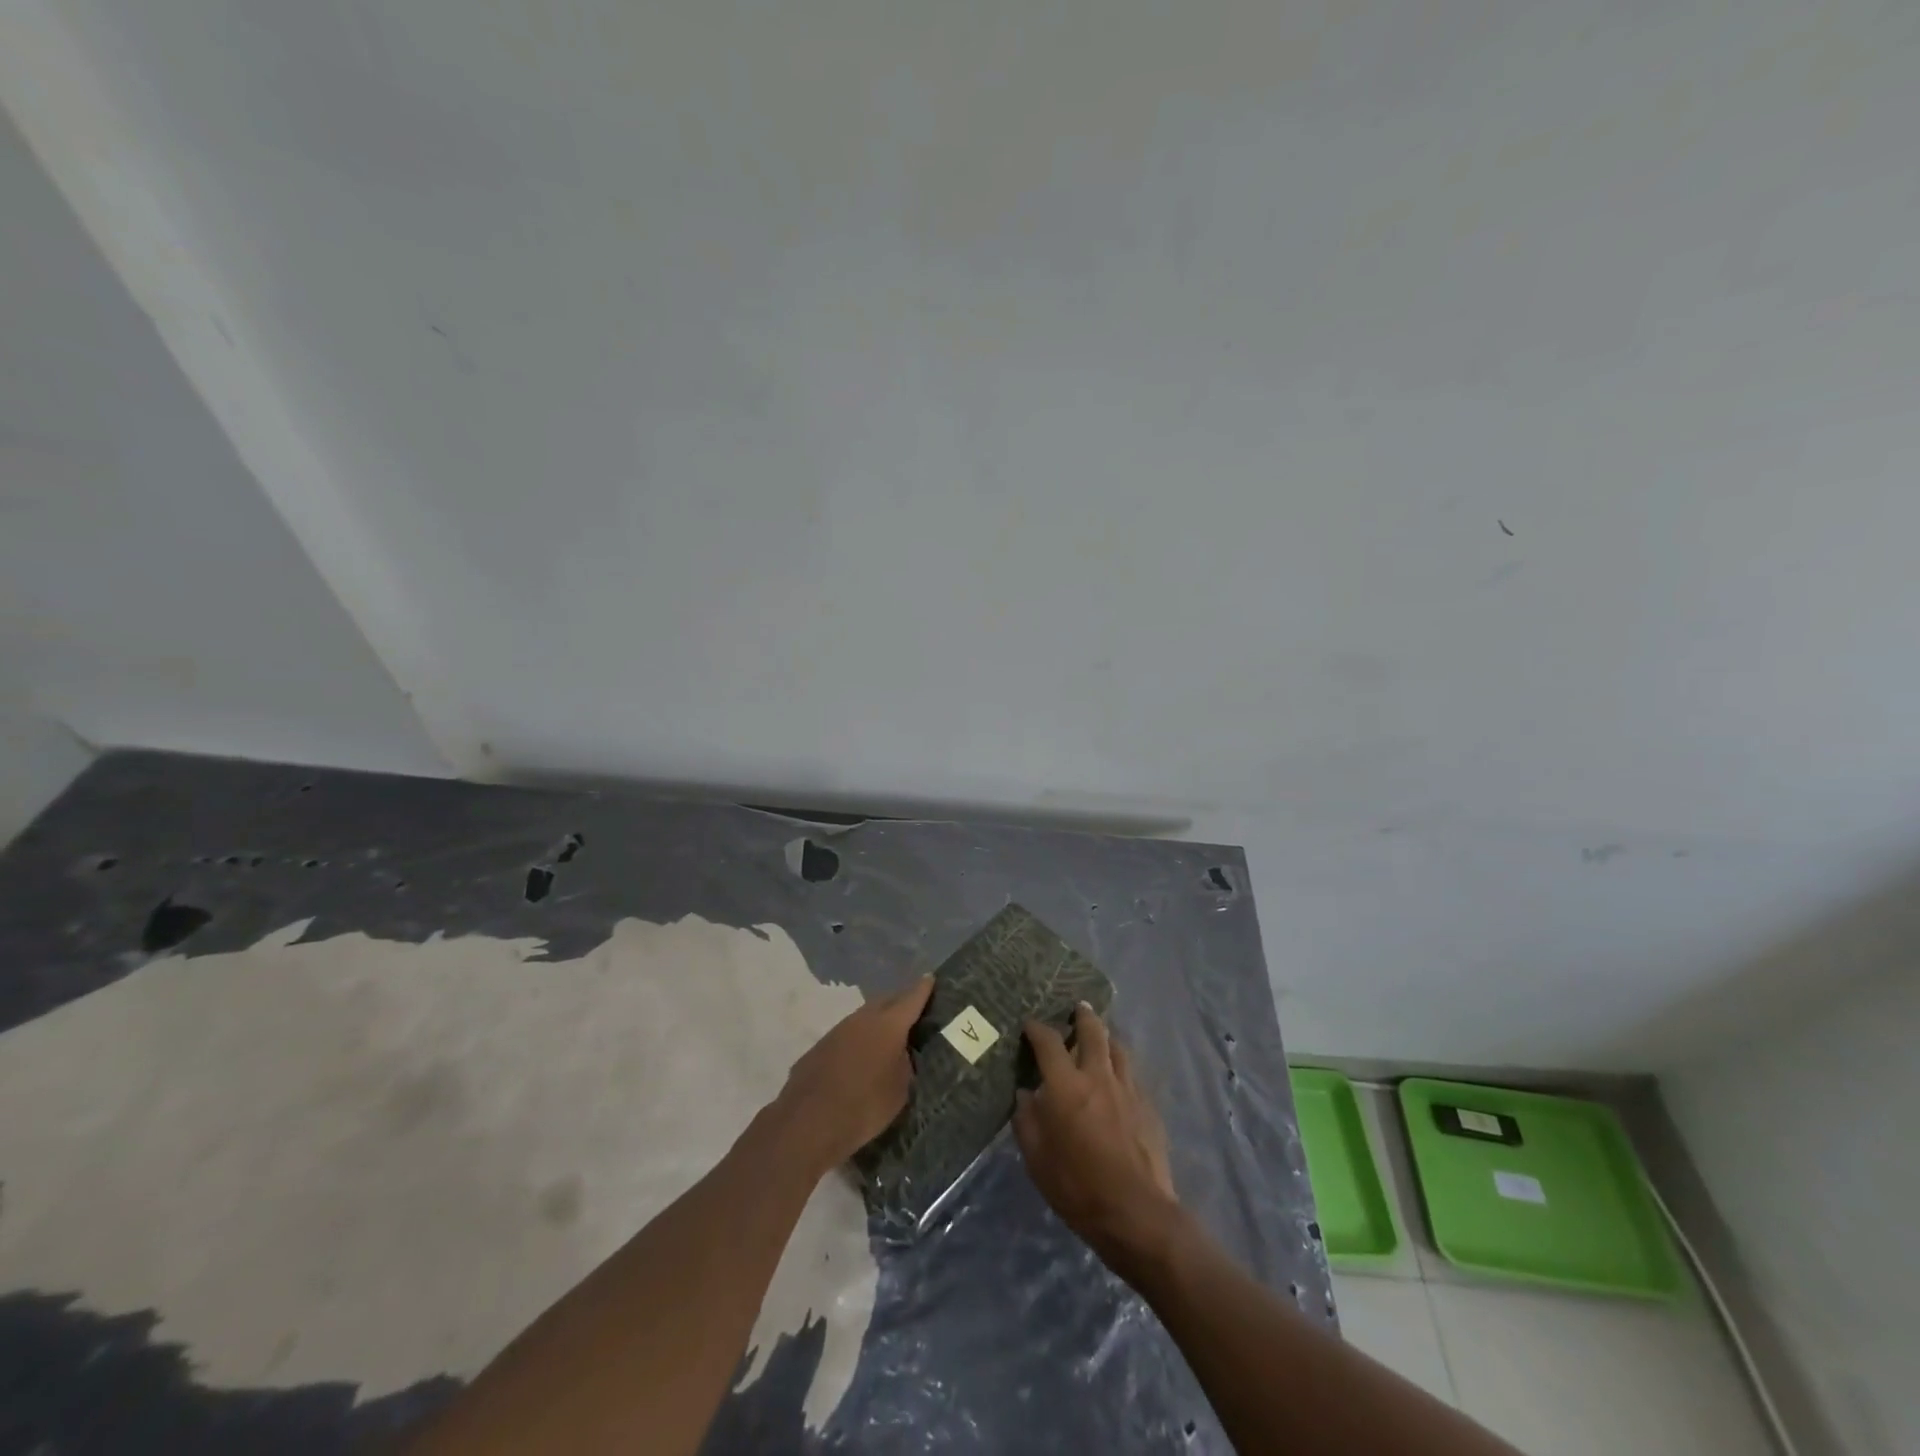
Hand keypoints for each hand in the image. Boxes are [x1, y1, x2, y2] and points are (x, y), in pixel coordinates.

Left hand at [774, 975, 934, 1173]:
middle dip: (899, 1001)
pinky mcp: (819, 1047)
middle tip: (911, 1008)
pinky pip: (846, 1035)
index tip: (930, 978)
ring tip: (886, 1034)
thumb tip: (901, 1053)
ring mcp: (838, 1031)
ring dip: (876, 1021)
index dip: (922, 988)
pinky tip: (858, 1057)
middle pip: (885, 1001)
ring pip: (863, 1017)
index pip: (911, 999)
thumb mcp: (900, 1090)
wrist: (809, 1122)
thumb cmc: (865, 1106)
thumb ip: (904, 1064)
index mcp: (888, 1025)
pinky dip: (857, 1039)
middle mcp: (862, 1019)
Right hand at [1014, 1005, 1180, 1272]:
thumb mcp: (1037, 1159)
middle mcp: (1098, 1076)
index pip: (1049, 1042)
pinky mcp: (1148, 1106)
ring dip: (1106, 1036)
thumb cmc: (1078, 1188)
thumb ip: (1027, 1121)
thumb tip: (1025, 1095)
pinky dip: (1120, 1065)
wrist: (1137, 1213)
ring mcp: (1127, 1089)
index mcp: (1066, 1086)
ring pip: (1117, 1048)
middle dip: (1082, 1016)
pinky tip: (1118, 1075)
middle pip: (1092, 1031)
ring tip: (1100, 1035)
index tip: (1029, 1025)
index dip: (1037, 1029)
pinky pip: (1131, 1073)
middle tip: (1077, 1008)